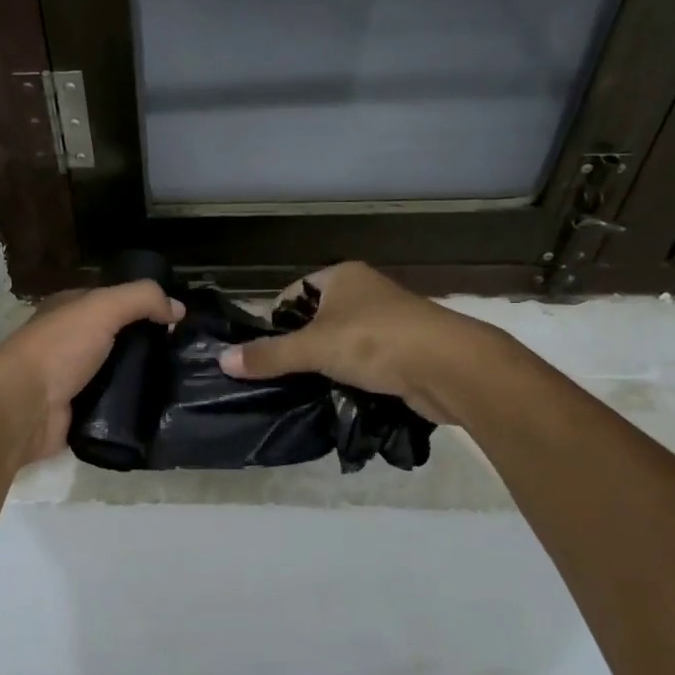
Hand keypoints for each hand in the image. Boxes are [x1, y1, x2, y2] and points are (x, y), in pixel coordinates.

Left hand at [0, 280, 183, 462]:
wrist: (24, 407)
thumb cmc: (59, 348)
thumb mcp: (102, 308)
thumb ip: (141, 299)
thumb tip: (179, 308)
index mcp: (68, 311)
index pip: (112, 302)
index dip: (143, 306)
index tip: (177, 321)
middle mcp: (69, 342)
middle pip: (117, 340)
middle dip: (147, 346)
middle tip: (184, 356)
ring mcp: (72, 380)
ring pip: (117, 375)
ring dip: (142, 379)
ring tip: (180, 384)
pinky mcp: (77, 414)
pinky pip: (112, 408)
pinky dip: (130, 408)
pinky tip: (158, 409)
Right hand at [217, 262, 497, 422]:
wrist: (451, 368)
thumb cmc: (376, 342)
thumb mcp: (313, 347)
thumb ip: (269, 355)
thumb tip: (222, 360)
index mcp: (343, 277)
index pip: (294, 293)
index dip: (275, 320)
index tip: (263, 352)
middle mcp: (365, 292)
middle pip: (316, 320)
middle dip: (299, 347)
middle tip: (280, 375)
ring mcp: (388, 322)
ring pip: (341, 344)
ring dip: (326, 366)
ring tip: (305, 390)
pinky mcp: (404, 351)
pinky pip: (365, 362)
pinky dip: (351, 378)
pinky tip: (339, 397)